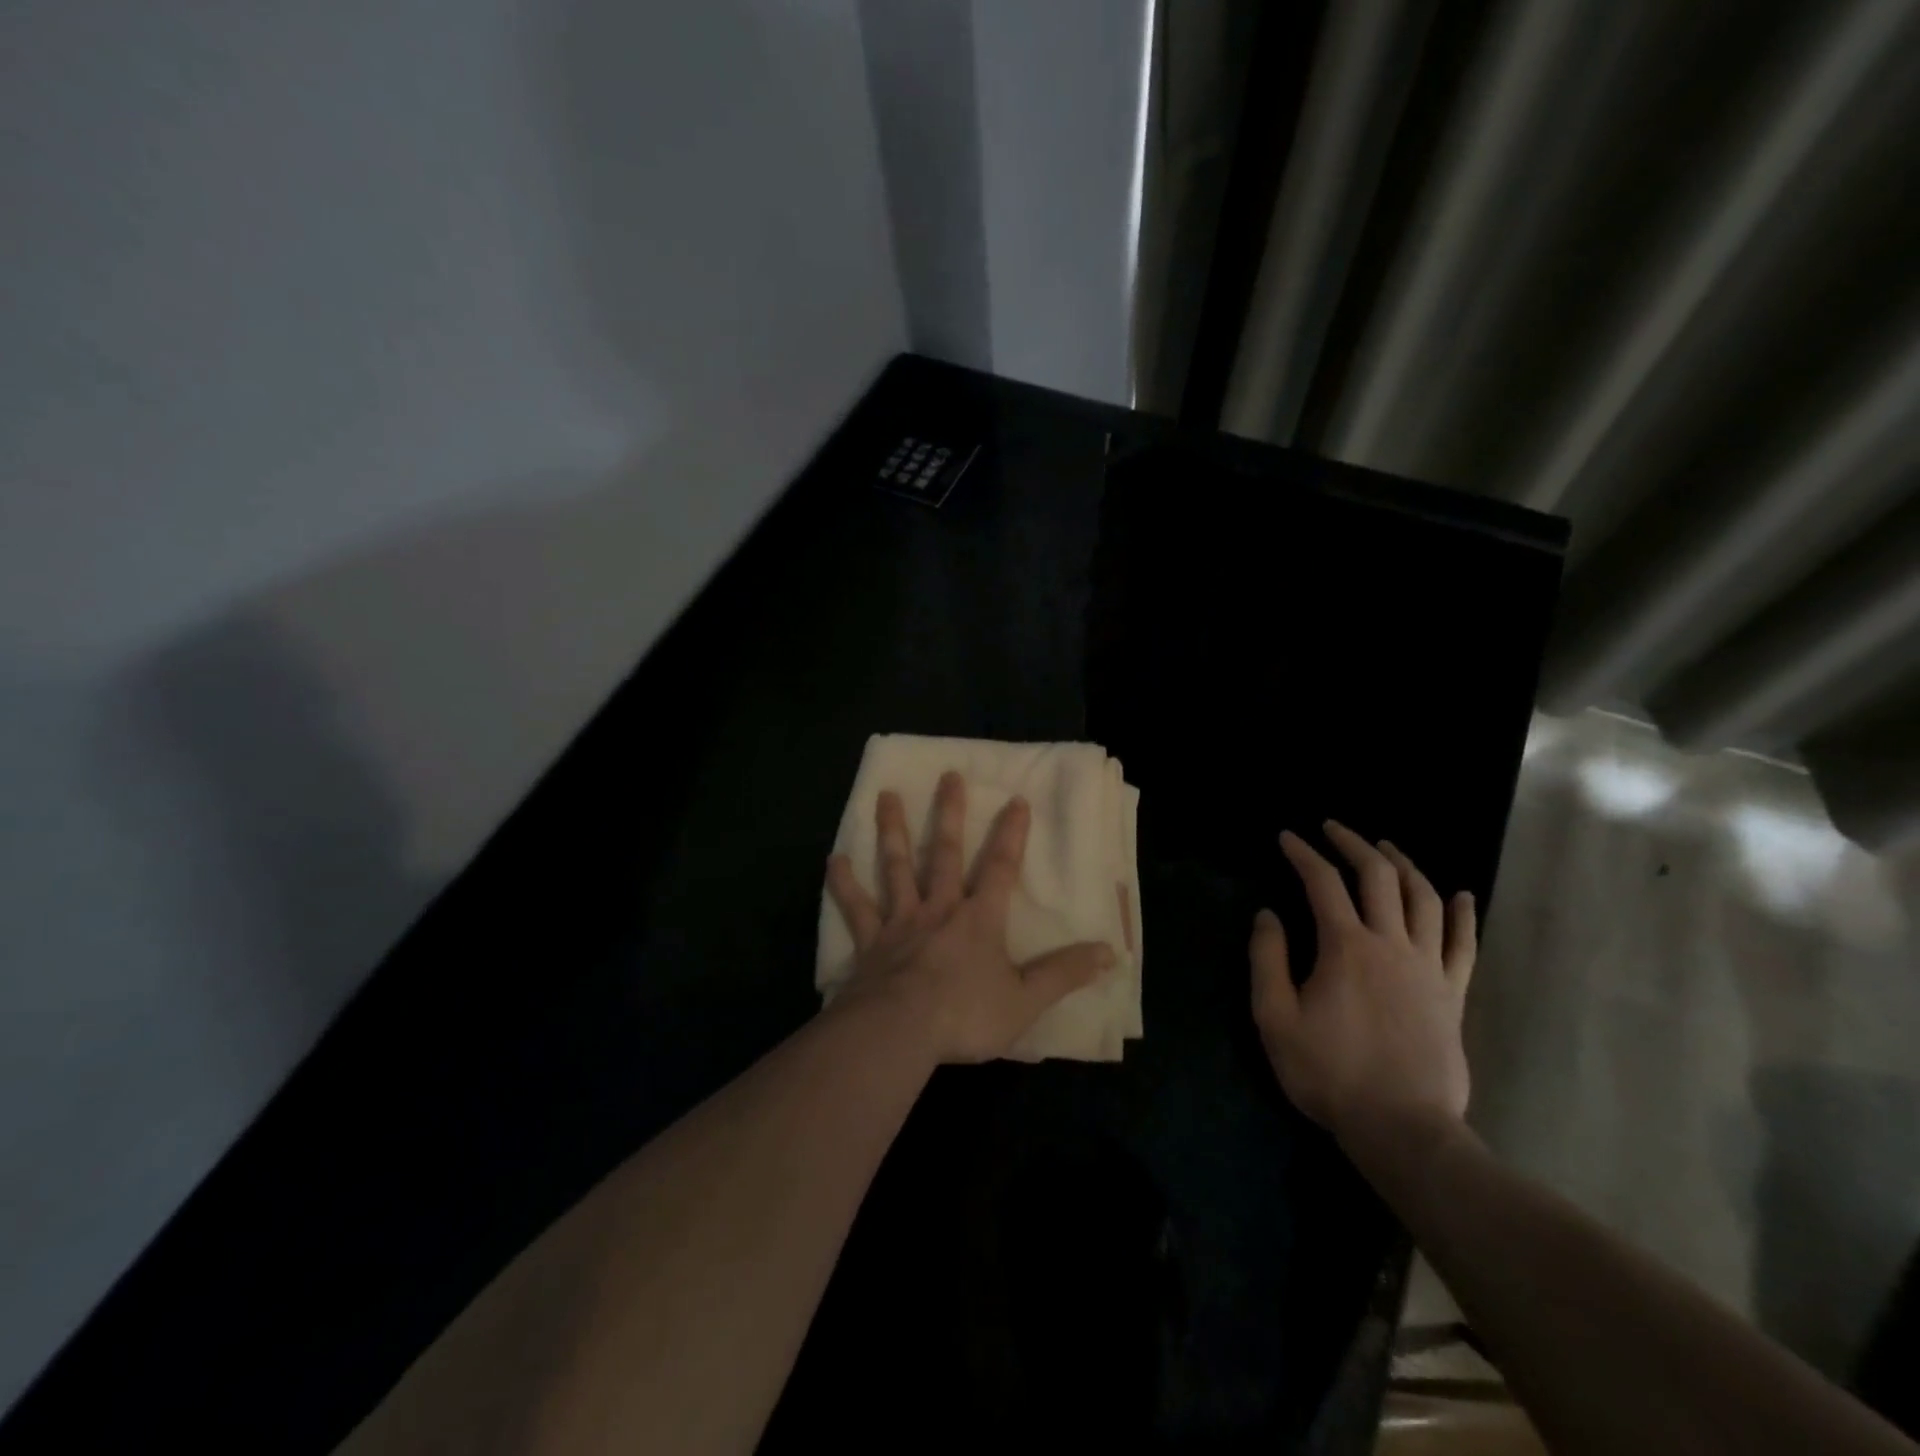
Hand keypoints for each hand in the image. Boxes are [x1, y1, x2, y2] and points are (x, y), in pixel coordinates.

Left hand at [826, 771, 1116, 1063]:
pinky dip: (844, 884)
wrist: (899, 1031)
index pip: (1001, 868)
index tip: (1016, 799)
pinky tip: (834, 860)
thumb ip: (1064, 974)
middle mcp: (939, 909)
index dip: (1011, 834)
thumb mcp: (1026, 1000)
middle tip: (948, 775)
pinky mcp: (870, 942)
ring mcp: (901, 921)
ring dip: (893, 831)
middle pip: (946, 853)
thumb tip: (1110, 953)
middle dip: (950, 814)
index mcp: (979, 920)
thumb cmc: (965, 1015)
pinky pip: (856, 908)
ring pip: (897, 867)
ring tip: (886, 796)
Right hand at [1250, 821, 1475, 1149]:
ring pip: (1423, 899)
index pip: (1322, 883)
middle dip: (1353, 845)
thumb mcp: (1275, 1017)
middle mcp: (1391, 944)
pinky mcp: (1453, 993)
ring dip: (1403, 865)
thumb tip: (1267, 915)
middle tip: (1333, 828)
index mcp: (1345, 947)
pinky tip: (1460, 894)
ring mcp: (1428, 967)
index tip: (1286, 837)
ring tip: (1385, 848)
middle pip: (1378, 877)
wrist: (1402, 1127)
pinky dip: (1462, 913)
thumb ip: (1268, 960)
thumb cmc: (1330, 1072)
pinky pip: (1463, 943)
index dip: (1302, 854)